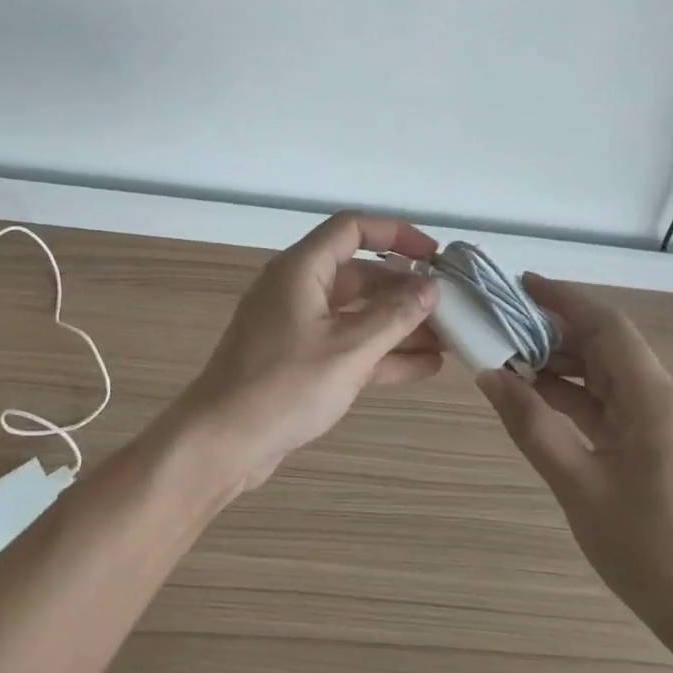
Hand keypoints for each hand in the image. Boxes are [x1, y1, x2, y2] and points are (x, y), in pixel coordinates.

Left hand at [171, 213, 442, 492]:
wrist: (221, 443)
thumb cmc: (284, 385)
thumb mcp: (349, 349)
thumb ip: (395, 316)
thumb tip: (431, 288)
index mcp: (302, 269)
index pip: (353, 229)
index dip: (396, 234)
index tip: (435, 256)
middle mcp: (299, 289)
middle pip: (360, 274)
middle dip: (406, 289)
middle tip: (451, 306)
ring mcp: (298, 326)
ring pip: (358, 313)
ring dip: (400, 324)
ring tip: (450, 339)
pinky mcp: (300, 360)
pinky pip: (349, 344)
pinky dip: (382, 352)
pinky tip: (425, 366)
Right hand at [476, 274, 672, 641]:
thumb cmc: (649, 553)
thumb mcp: (579, 487)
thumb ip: (532, 426)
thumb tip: (489, 375)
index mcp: (657, 402)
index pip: (609, 327)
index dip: (565, 299)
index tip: (521, 284)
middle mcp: (666, 400)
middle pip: (606, 346)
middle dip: (554, 330)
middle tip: (502, 324)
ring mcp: (665, 422)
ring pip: (607, 373)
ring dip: (561, 363)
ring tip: (509, 357)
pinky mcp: (658, 443)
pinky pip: (611, 402)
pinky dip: (574, 394)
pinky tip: (537, 396)